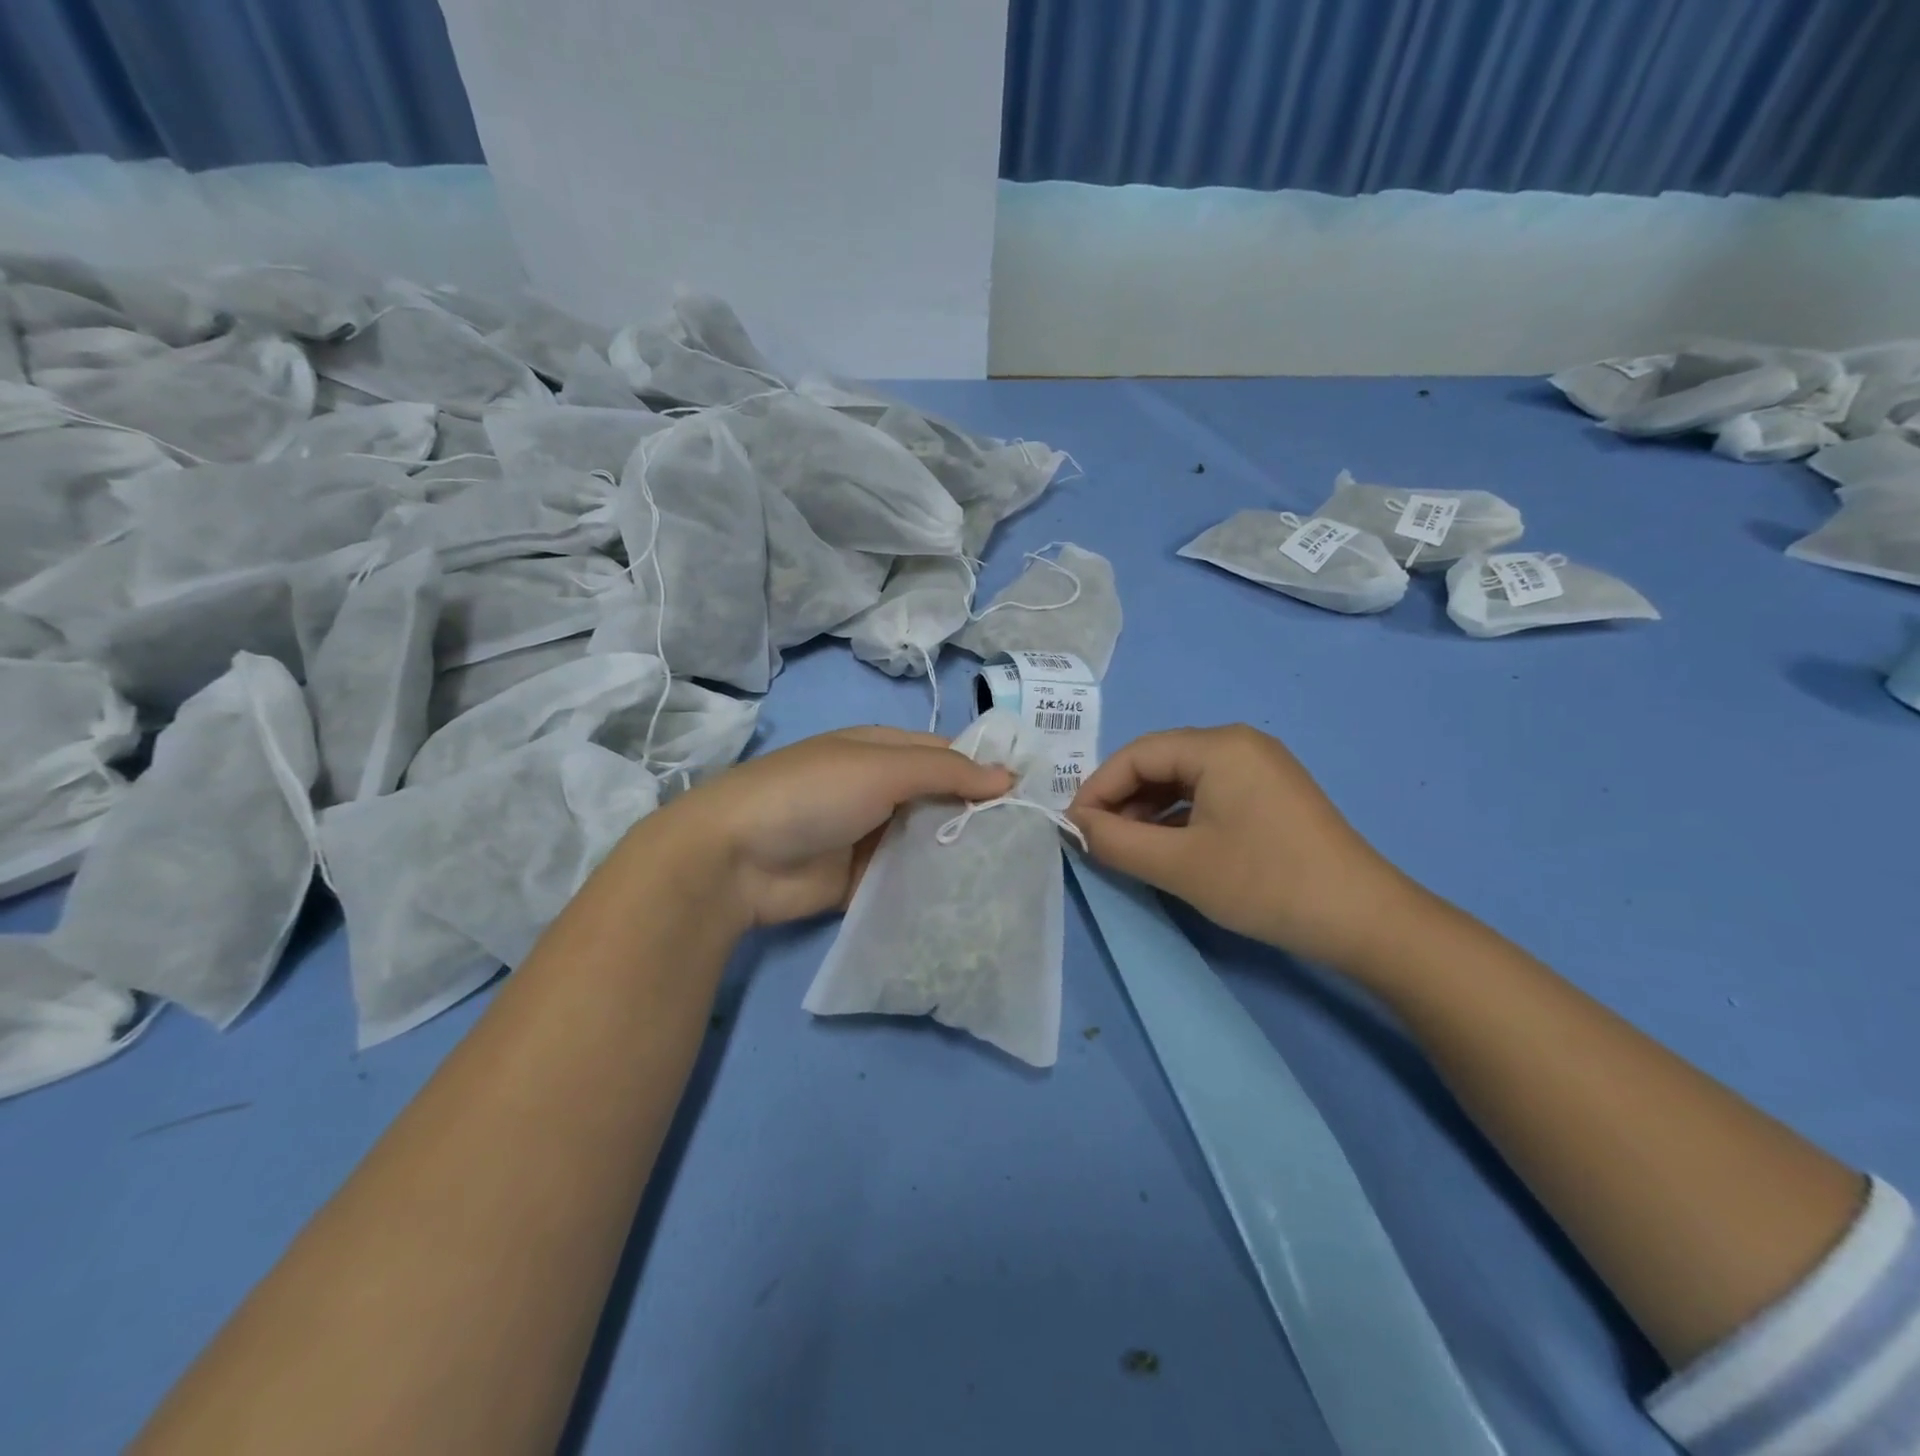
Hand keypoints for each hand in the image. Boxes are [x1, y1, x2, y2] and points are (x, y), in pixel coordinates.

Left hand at [655, 726, 1012, 927]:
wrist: (736, 858)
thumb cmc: (813, 793)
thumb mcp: (882, 767)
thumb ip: (946, 772)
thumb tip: (1007, 776)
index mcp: (881, 751)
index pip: (946, 754)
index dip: (985, 769)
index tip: (1031, 794)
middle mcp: (880, 790)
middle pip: (940, 800)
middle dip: (978, 816)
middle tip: (1029, 841)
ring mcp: (870, 837)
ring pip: (928, 842)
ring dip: (960, 854)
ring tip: (1013, 873)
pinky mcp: (862, 881)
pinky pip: (908, 880)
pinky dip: (934, 887)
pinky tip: (974, 901)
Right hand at [1067, 725, 1414, 967]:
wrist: (1364, 919)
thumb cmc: (1264, 882)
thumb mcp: (1179, 865)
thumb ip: (1115, 841)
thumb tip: (1074, 825)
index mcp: (1218, 745)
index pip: (1137, 754)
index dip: (1097, 789)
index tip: (1072, 828)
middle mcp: (1239, 743)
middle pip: (1160, 762)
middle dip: (1122, 800)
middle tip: (1097, 841)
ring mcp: (1260, 767)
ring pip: (1184, 780)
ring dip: (1149, 811)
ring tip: (1128, 848)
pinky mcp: (1272, 794)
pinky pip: (1210, 794)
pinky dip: (1179, 818)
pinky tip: (1168, 848)